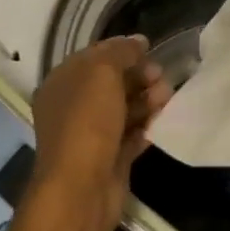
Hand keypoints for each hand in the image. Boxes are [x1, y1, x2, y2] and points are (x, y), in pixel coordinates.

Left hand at [30, 36, 170, 230]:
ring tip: (167, 98)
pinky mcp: (109, 159)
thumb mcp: (101, 74)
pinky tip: (163, 122)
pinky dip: (147, 127)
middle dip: (138, 76)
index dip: (122, 50)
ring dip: (146, 101)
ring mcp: (91, 135)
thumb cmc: (87, 123)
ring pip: (123, 110)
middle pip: (111, 84)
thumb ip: (120, 53)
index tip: (151, 49)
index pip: (93, 58)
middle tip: (162, 77)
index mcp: (61, 84)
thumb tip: (138, 42)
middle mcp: (72, 108)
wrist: (82, 188)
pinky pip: (131, 136)